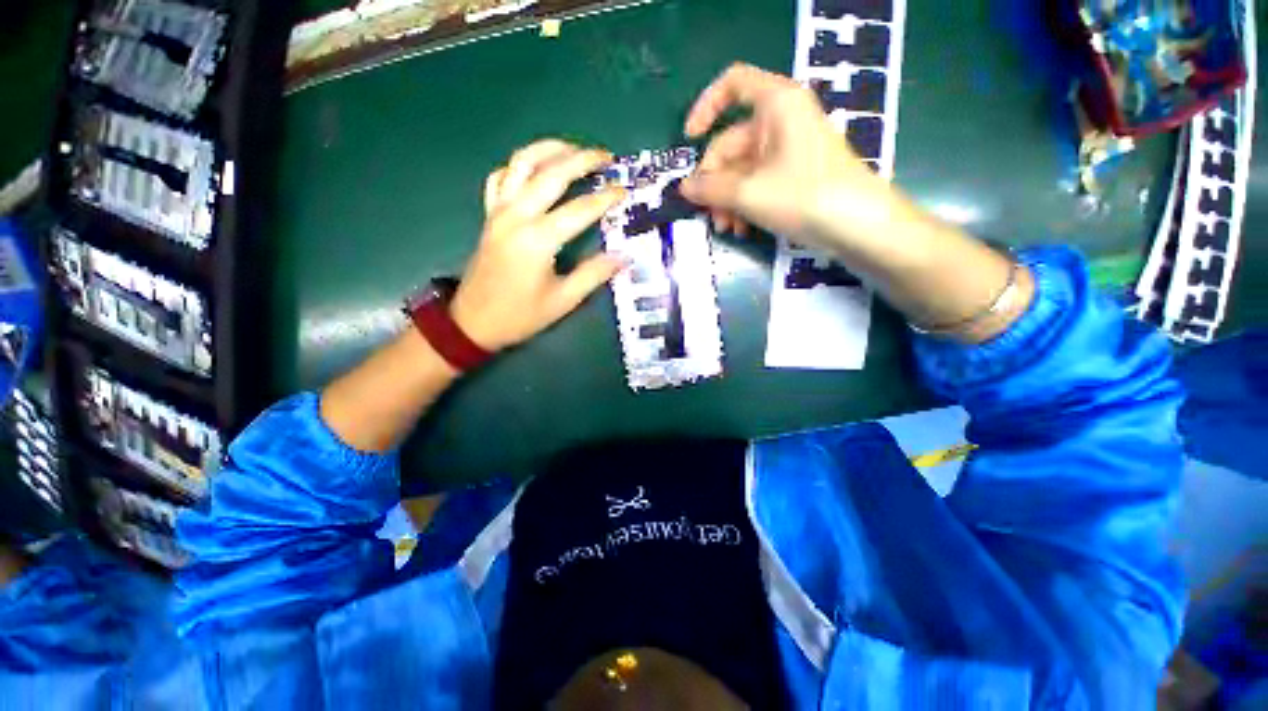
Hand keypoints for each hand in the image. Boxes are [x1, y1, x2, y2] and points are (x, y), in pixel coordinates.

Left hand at [450, 140, 627, 351]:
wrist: (473, 322)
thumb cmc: (520, 315)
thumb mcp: (562, 301)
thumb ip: (594, 275)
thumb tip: (624, 257)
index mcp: (538, 240)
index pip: (580, 209)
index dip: (606, 198)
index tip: (625, 190)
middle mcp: (517, 216)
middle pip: (552, 173)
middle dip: (582, 159)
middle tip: (607, 157)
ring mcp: (499, 211)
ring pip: (522, 163)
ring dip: (549, 150)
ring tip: (574, 150)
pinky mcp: (489, 215)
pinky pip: (501, 177)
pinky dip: (519, 166)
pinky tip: (535, 169)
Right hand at [681, 63, 900, 250]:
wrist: (859, 226)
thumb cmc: (803, 196)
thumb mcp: (748, 193)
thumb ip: (710, 188)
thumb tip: (683, 188)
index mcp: (776, 104)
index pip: (733, 85)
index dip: (705, 107)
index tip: (689, 139)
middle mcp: (782, 120)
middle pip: (732, 142)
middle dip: (716, 182)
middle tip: (710, 215)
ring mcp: (790, 149)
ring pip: (743, 169)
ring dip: (728, 200)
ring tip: (728, 228)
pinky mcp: (795, 174)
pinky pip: (759, 182)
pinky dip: (746, 204)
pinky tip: (743, 229)